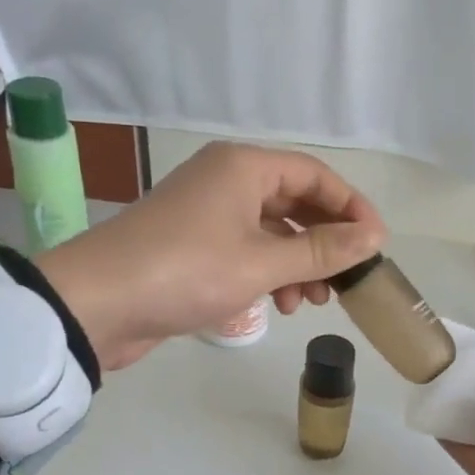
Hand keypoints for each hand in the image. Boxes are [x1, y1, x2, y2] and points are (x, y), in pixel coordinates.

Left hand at [38, 142, 386, 369]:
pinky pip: (247, 252)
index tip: (376, 245)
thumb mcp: (263, 262)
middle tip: (344, 281)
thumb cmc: (187, 271)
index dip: (352, 208)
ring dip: (298, 265)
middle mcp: (227, 181)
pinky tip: (276, 306)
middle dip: (324, 243)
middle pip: (295, 203)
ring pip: (272, 232)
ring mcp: (207, 214)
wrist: (98, 303)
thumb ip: (322, 250)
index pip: (316, 175)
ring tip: (309, 302)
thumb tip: (374, 237)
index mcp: (244, 167)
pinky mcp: (193, 247)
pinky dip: (268, 275)